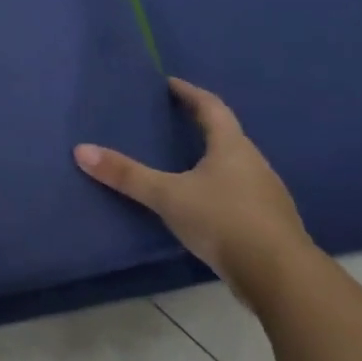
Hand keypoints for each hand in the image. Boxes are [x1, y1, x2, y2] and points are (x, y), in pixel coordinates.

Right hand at [74, 78, 313, 303]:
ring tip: (184, 161)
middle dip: (201, 125)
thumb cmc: (223, 220)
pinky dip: (219, 189)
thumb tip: (81, 150)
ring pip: (235, 166)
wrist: (280, 276)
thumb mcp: (167, 195)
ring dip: (212, 159)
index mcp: (233, 147)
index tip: (170, 84)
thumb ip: (126, 175)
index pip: (212, 107)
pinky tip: (203, 204)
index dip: (190, 93)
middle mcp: (254, 164)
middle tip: (173, 120)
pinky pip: (240, 194)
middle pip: (227, 135)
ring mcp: (266, 195)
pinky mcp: (268, 223)